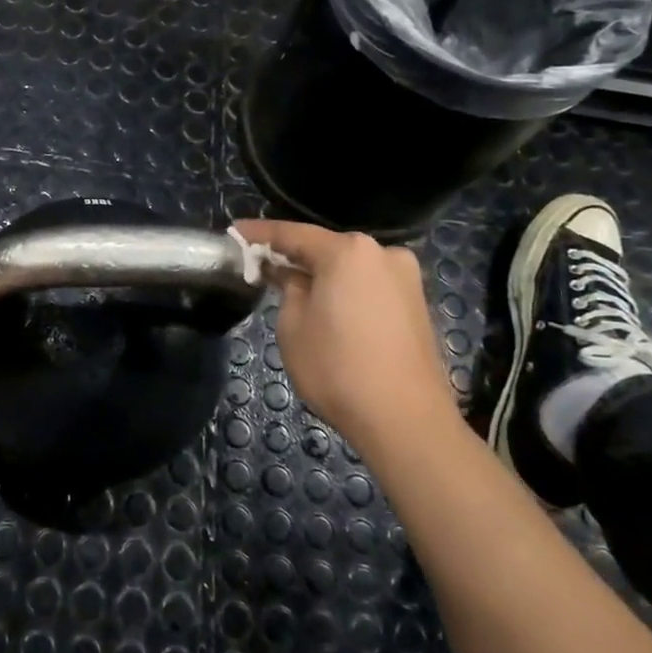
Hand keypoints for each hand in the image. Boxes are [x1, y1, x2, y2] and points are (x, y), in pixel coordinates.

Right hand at [233, 220, 455, 451]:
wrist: (406, 420)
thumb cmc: (337, 368)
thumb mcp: (293, 326)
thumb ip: (288, 288)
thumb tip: (294, 276)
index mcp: (348, 251)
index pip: (293, 234)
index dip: (260, 234)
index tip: (235, 232)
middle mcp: (382, 254)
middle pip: (326, 248)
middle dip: (294, 256)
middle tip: (261, 265)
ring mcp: (405, 279)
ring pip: (350, 268)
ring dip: (321, 275)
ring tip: (292, 288)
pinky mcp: (417, 305)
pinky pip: (369, 286)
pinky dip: (345, 290)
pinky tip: (327, 306)